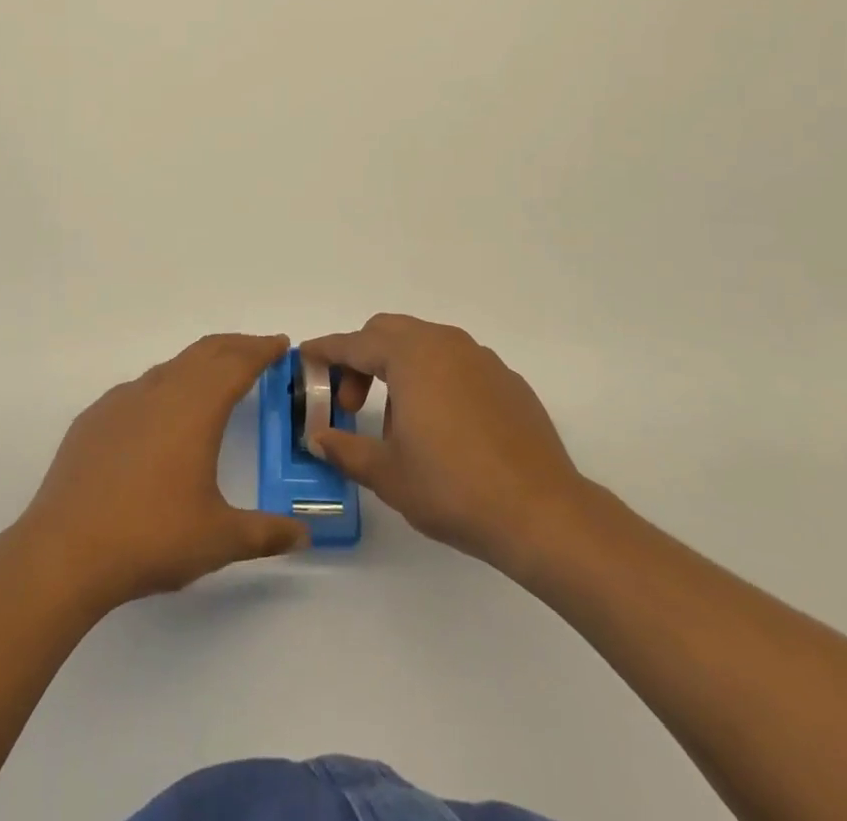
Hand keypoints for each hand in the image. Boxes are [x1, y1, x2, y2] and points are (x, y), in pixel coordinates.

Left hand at [17, 334, 308, 612]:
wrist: (65, 551)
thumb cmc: (151, 537)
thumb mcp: (218, 539)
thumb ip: (265, 534)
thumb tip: (303, 537)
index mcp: (196, 408)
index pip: (237, 363)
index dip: (262, 350)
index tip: (280, 343)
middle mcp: (160, 391)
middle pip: (205, 352)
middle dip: (235, 346)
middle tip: (258, 351)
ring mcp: (122, 401)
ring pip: (170, 367)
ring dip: (199, 365)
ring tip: (214, 380)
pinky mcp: (94, 419)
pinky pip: (138, 389)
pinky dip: (163, 387)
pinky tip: (160, 416)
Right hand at [302, 314, 586, 572]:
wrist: (542, 513)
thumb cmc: (453, 488)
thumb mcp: (387, 474)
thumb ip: (346, 449)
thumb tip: (319, 438)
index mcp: (411, 356)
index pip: (355, 343)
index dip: (325, 351)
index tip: (304, 357)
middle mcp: (445, 344)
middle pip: (389, 332)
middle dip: (361, 359)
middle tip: (351, 404)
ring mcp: (481, 359)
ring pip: (424, 345)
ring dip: (398, 368)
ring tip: (398, 422)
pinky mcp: (507, 380)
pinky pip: (457, 364)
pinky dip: (434, 379)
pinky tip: (441, 426)